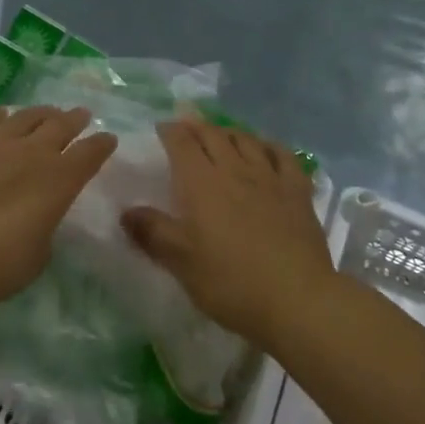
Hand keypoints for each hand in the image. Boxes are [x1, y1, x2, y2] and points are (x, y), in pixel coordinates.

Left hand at [0, 105, 116, 313]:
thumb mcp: (39, 252)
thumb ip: (43, 226)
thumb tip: (36, 215)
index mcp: (60, 180)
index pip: (90, 154)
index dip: (101, 145)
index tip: (108, 139)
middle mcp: (33, 153)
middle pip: (60, 126)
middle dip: (74, 119)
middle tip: (81, 114)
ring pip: (25, 117)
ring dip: (40, 113)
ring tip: (47, 112)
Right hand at [121, 119, 333, 343]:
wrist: (296, 299)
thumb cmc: (230, 282)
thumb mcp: (181, 263)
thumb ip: (152, 233)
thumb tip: (127, 212)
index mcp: (201, 183)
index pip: (182, 143)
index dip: (170, 131)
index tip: (161, 128)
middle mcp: (234, 170)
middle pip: (213, 135)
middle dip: (196, 125)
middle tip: (186, 124)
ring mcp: (270, 178)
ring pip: (246, 140)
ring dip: (229, 131)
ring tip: (221, 133)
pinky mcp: (298, 191)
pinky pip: (283, 156)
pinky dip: (269, 146)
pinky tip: (265, 149)